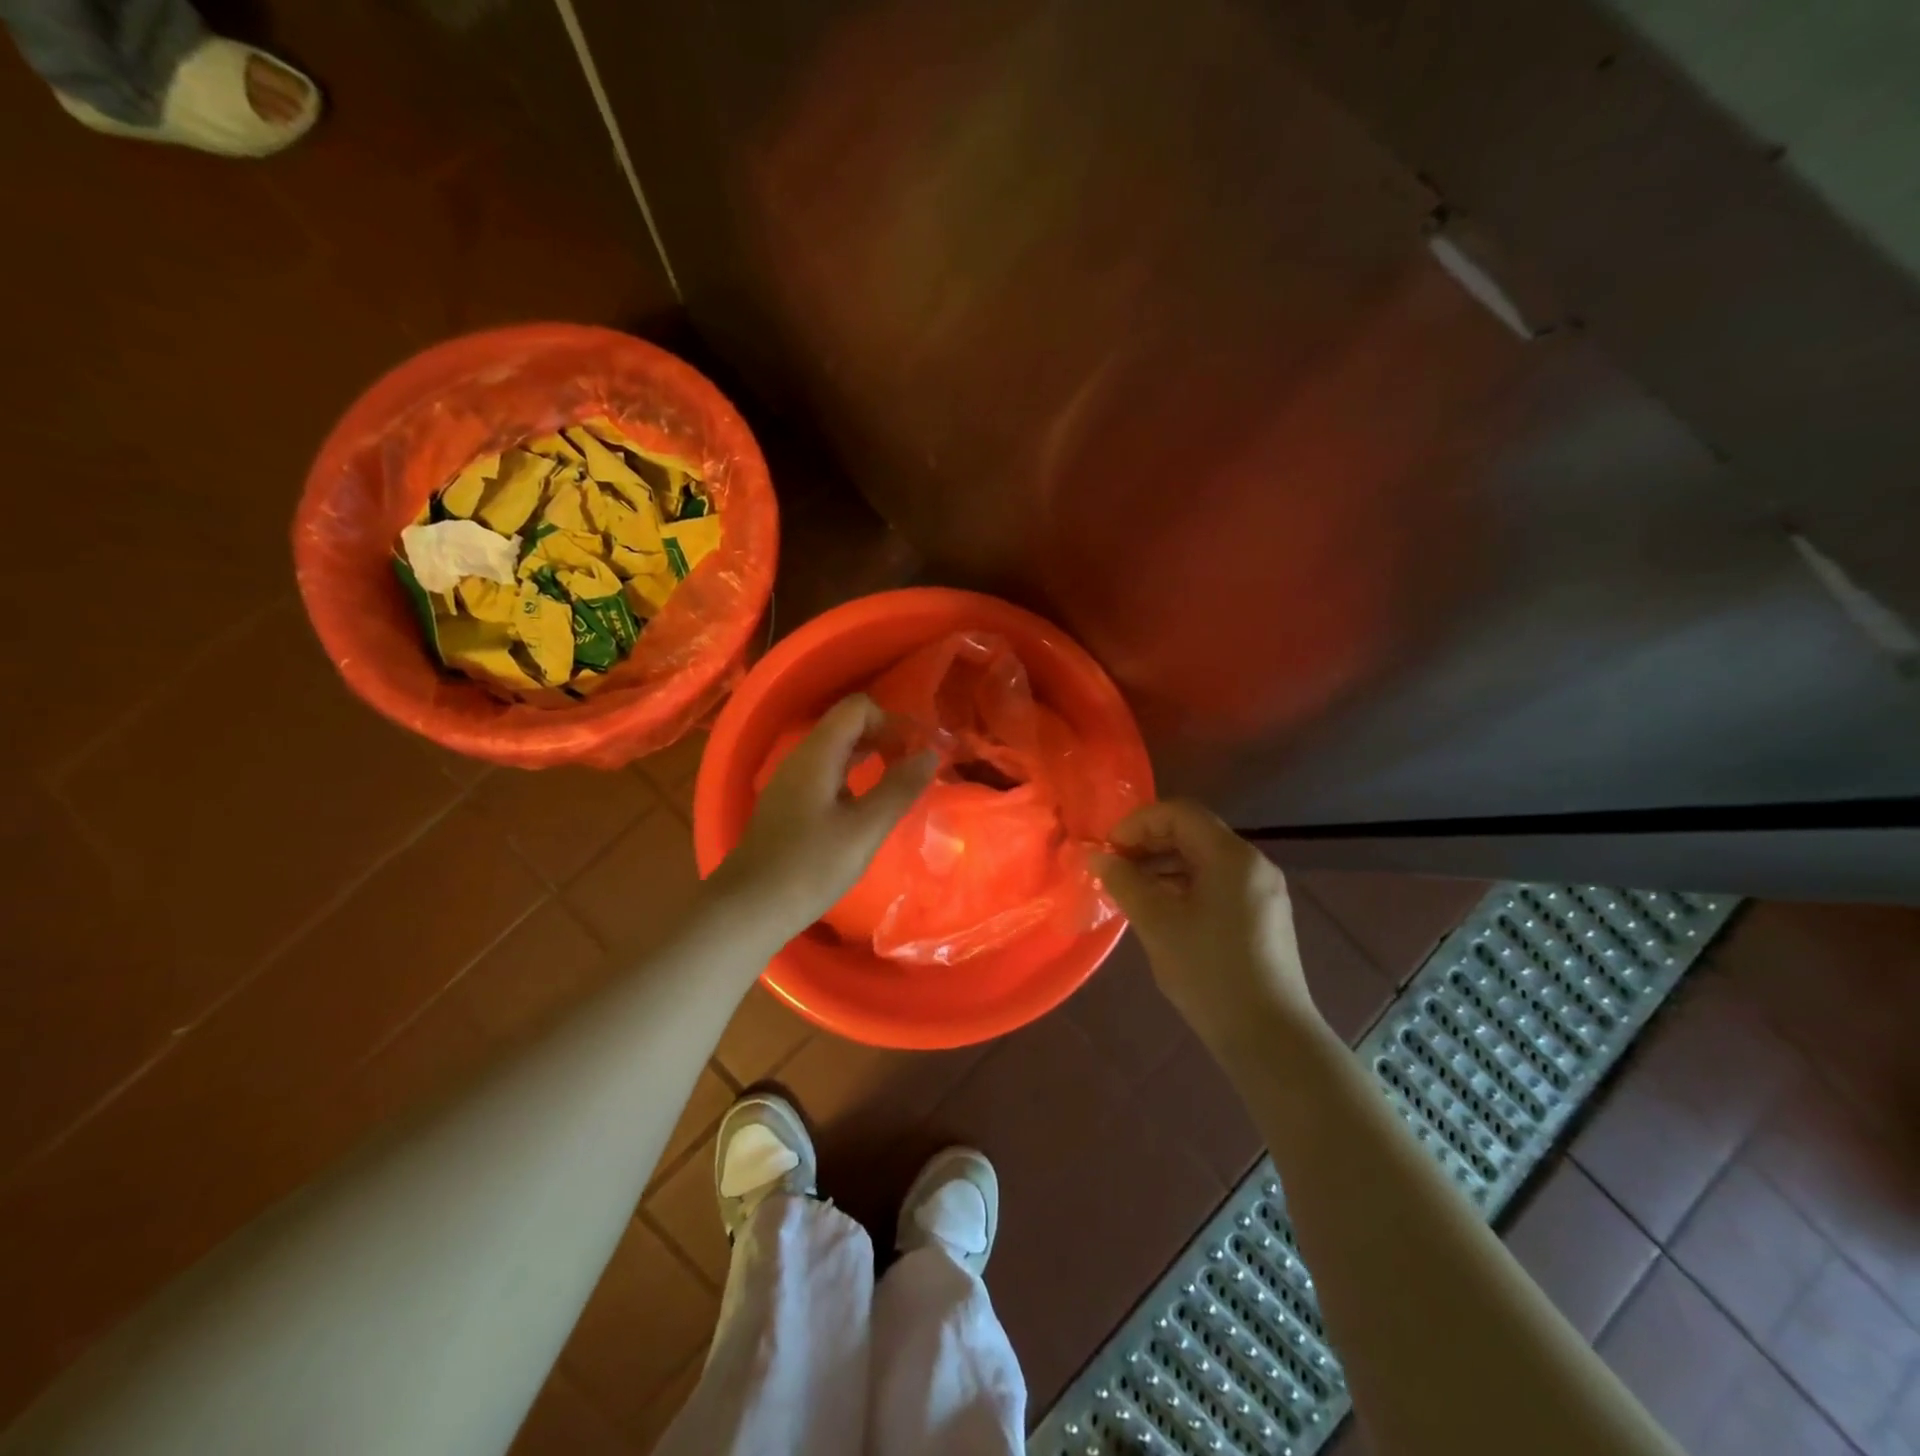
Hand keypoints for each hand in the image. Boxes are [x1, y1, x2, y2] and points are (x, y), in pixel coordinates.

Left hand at [712, 694, 937, 935]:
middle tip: (913, 769)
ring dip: (870, 760)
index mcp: (817, 754)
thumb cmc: (810, 867)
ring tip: (897, 787)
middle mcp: (800, 759)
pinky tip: (866, 810)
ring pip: (836, 753)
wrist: (748, 909)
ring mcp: (791, 783)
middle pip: (847, 727)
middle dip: (885, 739)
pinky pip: (826, 776)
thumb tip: (930, 754)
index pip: (858, 708)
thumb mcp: (864, 829)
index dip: (892, 721)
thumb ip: (899, 788)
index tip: (916, 752)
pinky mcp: (788, 806)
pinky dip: (853, 780)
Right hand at [1092, 800, 1326, 1057]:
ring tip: (1129, 889)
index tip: (1108, 850)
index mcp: (1231, 857)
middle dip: (1148, 843)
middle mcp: (1252, 864)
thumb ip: (1124, 882)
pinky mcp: (1262, 917)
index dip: (1137, 823)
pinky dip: (1184, 885)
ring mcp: (1261, 891)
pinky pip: (1216, 883)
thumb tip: (1097, 857)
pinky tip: (1160, 911)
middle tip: (1113, 867)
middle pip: (1193, 833)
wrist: (1270, 1039)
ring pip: (1204, 860)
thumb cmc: (1209, 973)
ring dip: (1163, 865)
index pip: (1179, 813)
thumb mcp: (1157, 924)